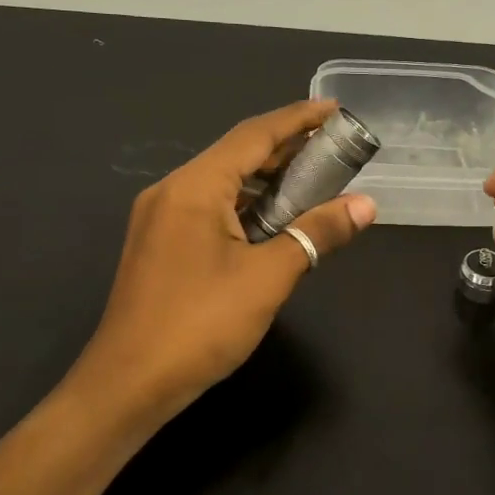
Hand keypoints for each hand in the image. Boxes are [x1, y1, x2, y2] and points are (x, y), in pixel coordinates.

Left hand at [75, 100, 377, 418]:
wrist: (129, 384)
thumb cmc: (201, 325)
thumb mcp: (268, 277)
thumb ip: (317, 233)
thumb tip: (365, 206)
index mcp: (194, 186)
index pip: (254, 136)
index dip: (297, 119)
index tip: (335, 110)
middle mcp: (172, 191)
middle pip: (236, 156)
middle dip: (286, 150)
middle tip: (334, 150)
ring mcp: (160, 219)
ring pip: (222, 184)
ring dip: (267, 182)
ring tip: (313, 183)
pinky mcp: (160, 245)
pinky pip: (209, 209)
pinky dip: (246, 207)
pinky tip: (273, 221)